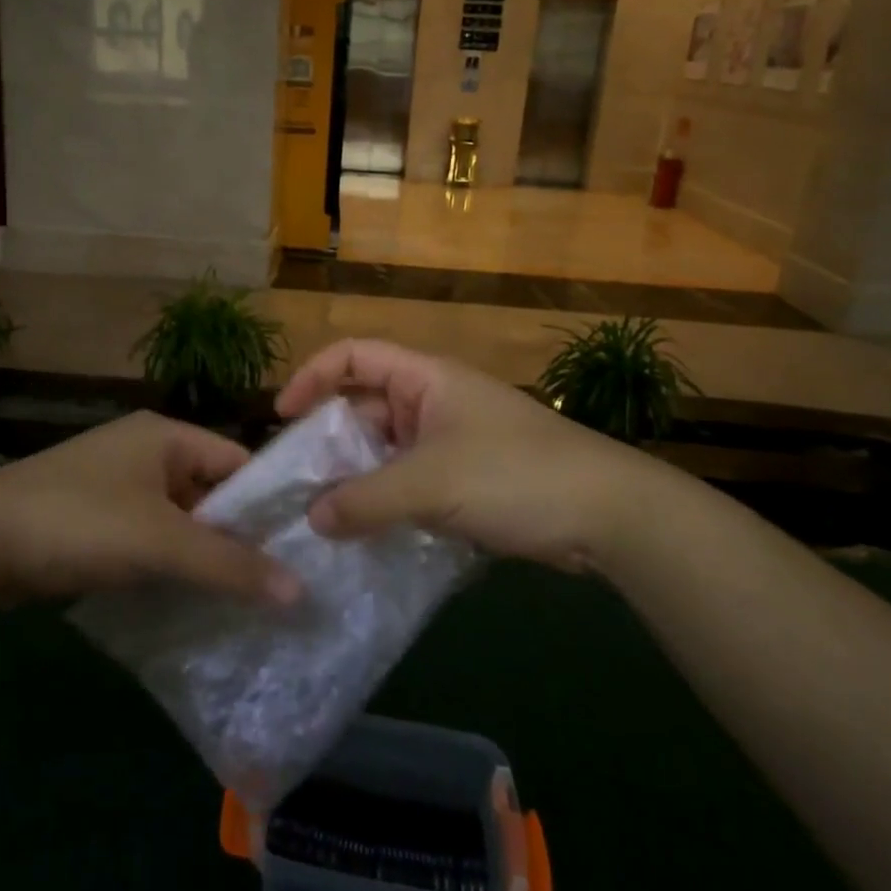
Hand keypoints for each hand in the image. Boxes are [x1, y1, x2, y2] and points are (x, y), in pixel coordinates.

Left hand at [0, 411, 301, 605]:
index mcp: (166, 435)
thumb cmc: (79, 522)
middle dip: (234, 537)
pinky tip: (185, 598)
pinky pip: (147, 535)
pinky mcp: (91, 516)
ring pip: (178, 518)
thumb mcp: (160, 542)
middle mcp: (144, 450)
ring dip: (200, 555)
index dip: (267, 504)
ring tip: (238, 600)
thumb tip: (300, 592)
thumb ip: (230, 566)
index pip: (237, 462)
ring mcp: (114, 483)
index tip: (298, 550)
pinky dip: (165, 562)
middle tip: (273, 585)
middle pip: (209, 492)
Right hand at [276, 339, 701, 573]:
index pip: (354, 356)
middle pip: (365, 407)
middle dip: (329, 440)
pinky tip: (365, 534)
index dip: (313, 377)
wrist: (609, 516)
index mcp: (425, 378)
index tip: (282, 417)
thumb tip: (312, 519)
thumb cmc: (515, 475)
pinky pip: (410, 482)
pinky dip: (386, 502)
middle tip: (296, 482)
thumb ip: (364, 500)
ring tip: (321, 515)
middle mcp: (434, 402)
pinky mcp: (467, 480)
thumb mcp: (430, 484)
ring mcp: (452, 441)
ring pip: (386, 451)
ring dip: (356, 478)